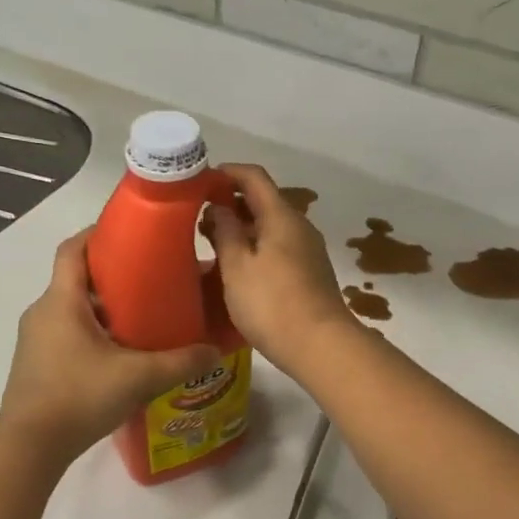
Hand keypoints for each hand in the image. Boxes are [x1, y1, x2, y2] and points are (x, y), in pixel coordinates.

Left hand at [0, 232, 220, 466]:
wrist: (28, 449)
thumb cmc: (78, 397)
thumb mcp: (138, 377)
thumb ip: (181, 361)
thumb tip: (215, 350)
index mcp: (61, 301)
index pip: (73, 248)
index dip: (99, 233)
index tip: (132, 232)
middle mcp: (44, 312)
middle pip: (78, 278)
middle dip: (113, 274)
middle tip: (153, 278)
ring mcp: (37, 339)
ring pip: (74, 308)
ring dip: (105, 306)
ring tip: (144, 316)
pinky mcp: (38, 363)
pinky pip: (69, 332)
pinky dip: (95, 331)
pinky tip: (122, 352)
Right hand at [204, 163, 356, 370]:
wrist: (321, 345)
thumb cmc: (272, 303)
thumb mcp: (237, 267)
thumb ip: (225, 232)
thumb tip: (220, 207)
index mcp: (281, 216)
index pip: (254, 177)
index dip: (227, 173)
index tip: (199, 182)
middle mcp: (299, 226)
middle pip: (264, 201)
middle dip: (231, 203)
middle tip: (197, 218)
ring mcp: (308, 250)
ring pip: (271, 226)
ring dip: (242, 228)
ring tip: (211, 243)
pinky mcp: (310, 272)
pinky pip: (278, 247)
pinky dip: (256, 247)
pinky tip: (237, 267)